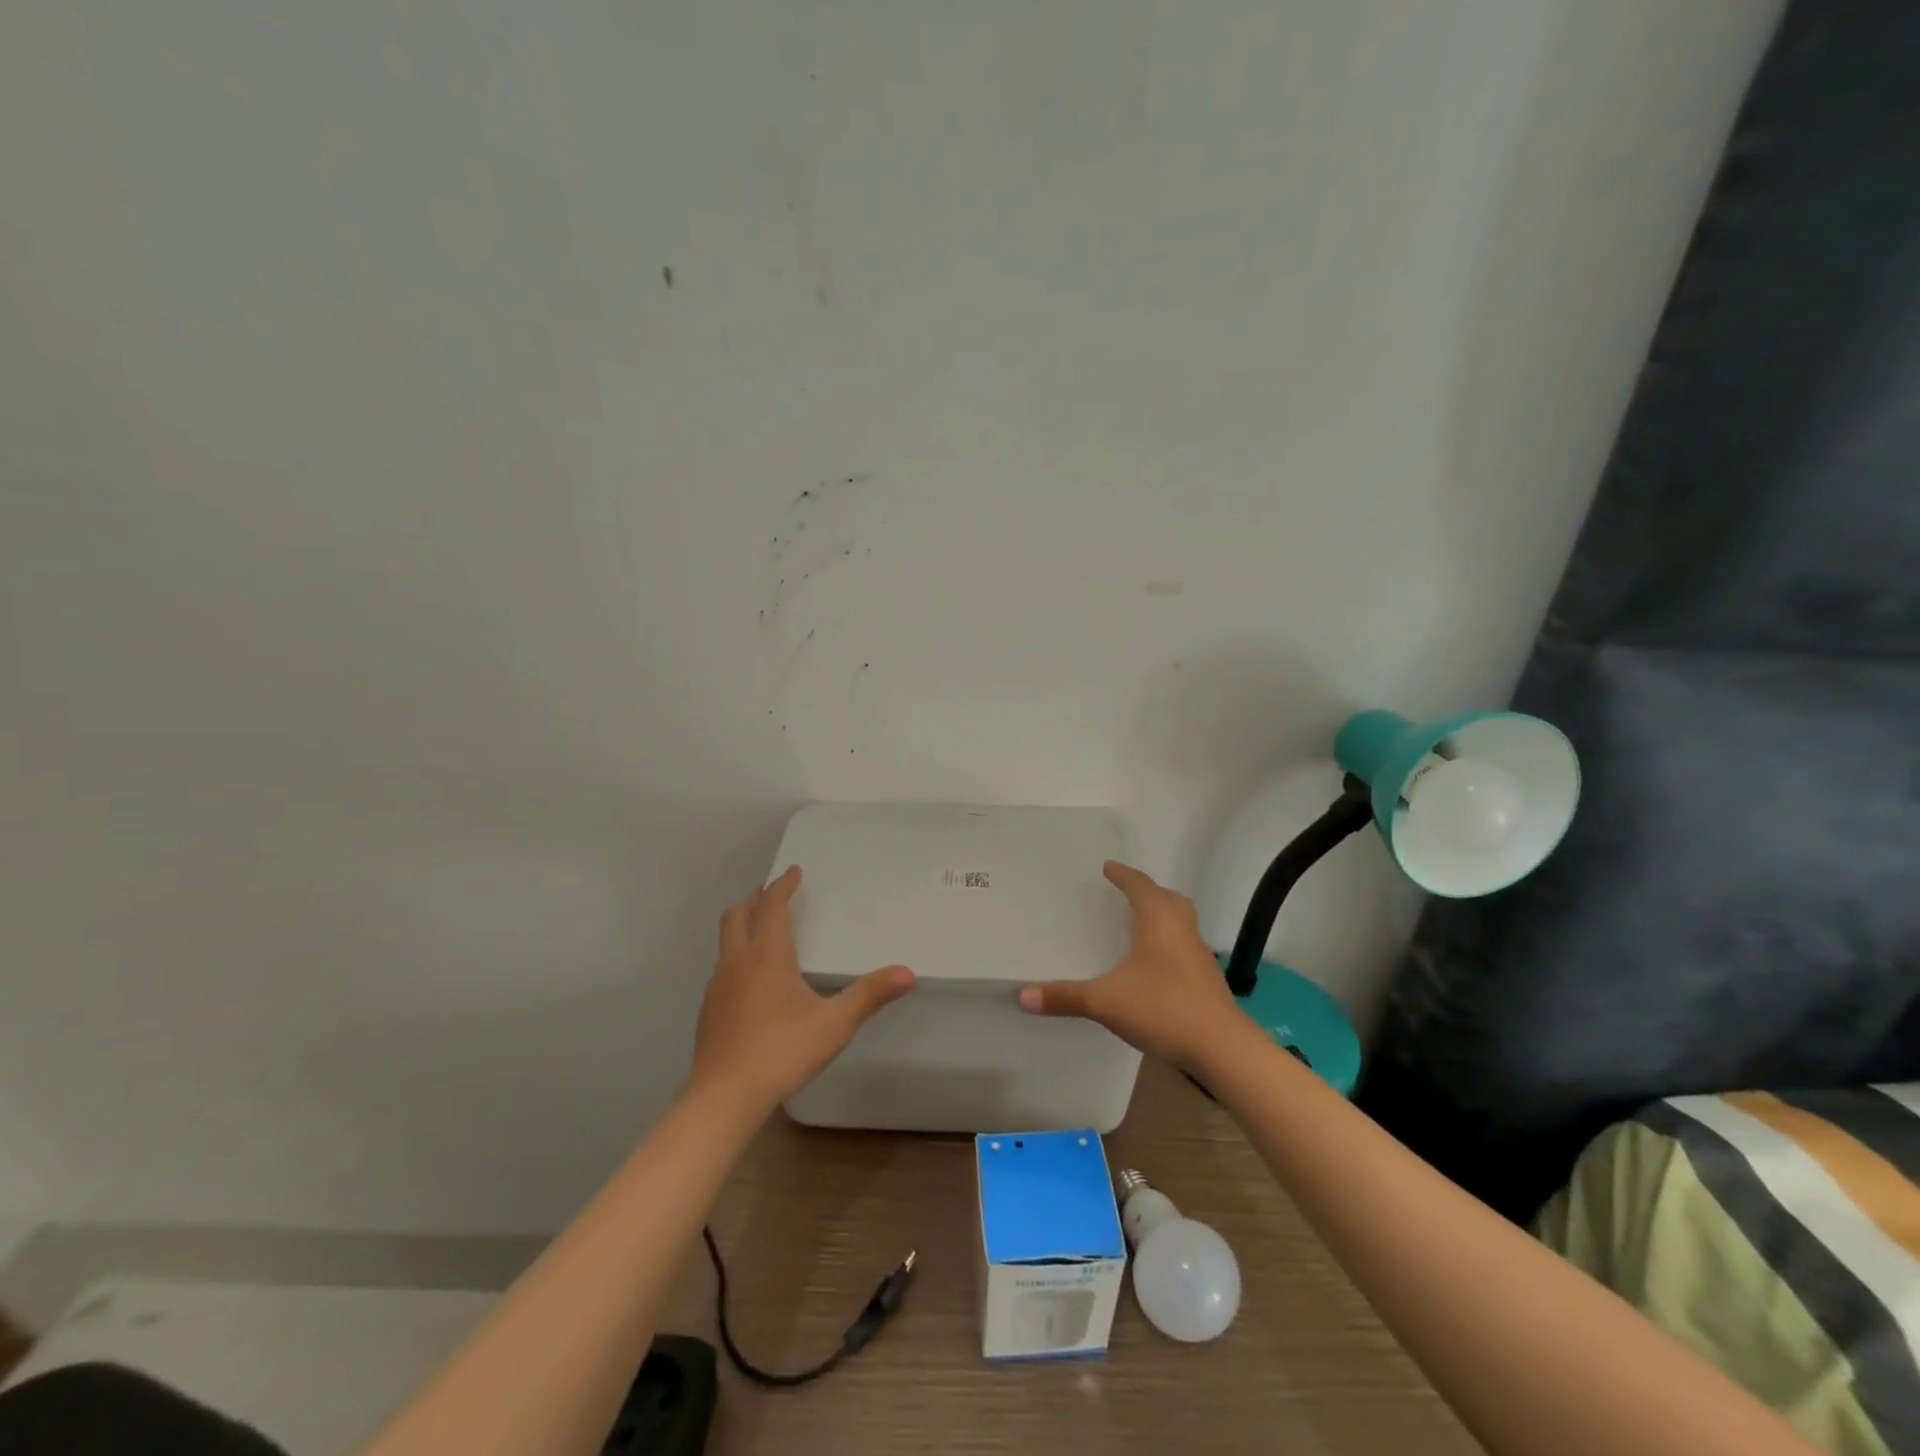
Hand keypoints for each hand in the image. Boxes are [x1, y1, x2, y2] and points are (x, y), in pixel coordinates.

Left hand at [690, 865, 916, 1109]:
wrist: (723, 1098)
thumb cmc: (782, 1051)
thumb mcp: (834, 1024)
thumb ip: (870, 995)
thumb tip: (908, 973)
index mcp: (767, 955)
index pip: (773, 906)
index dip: (783, 886)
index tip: (794, 871)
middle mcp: (738, 961)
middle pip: (738, 915)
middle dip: (755, 898)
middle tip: (772, 893)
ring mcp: (718, 986)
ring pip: (726, 940)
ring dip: (743, 925)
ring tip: (763, 931)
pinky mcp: (709, 1009)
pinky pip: (723, 967)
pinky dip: (737, 955)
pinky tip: (752, 980)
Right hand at [1018, 861, 1244, 1071]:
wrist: (1221, 1048)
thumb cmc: (1163, 1008)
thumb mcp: (1105, 1001)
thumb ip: (1065, 996)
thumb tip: (1023, 995)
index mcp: (1159, 920)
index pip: (1140, 885)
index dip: (1123, 875)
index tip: (1108, 867)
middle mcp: (1182, 929)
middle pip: (1169, 898)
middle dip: (1148, 893)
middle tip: (1127, 894)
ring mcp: (1198, 955)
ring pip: (1180, 923)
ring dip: (1161, 918)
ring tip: (1137, 927)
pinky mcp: (1206, 980)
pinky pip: (1183, 947)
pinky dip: (1167, 945)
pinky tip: (1152, 967)